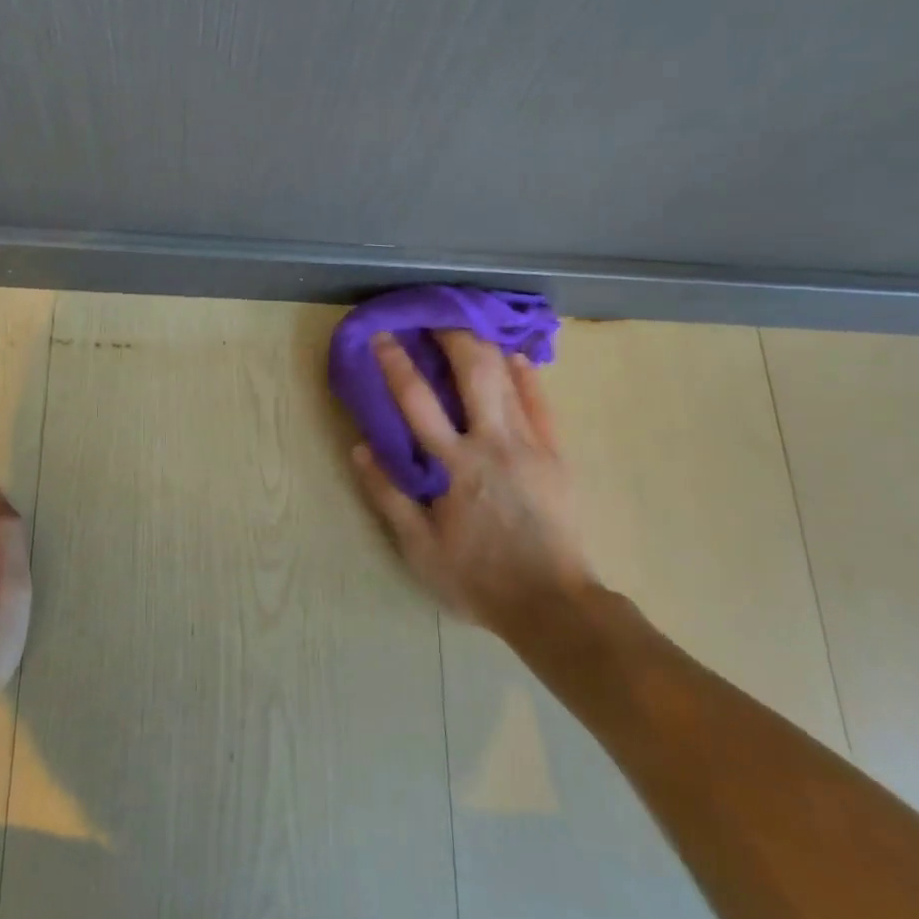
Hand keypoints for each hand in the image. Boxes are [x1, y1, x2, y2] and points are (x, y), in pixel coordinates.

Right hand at [352, 330, 597, 638]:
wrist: (551, 603)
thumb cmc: (477, 577)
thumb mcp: (418, 548)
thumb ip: (388, 495)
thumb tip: (361, 448)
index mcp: (454, 465)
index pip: (417, 401)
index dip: (396, 363)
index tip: (382, 336)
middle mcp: (493, 443)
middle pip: (473, 372)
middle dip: (451, 335)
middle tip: (434, 315)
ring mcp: (531, 445)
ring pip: (510, 378)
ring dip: (486, 346)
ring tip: (469, 325)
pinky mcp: (557, 454)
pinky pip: (542, 403)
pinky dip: (526, 375)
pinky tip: (515, 357)